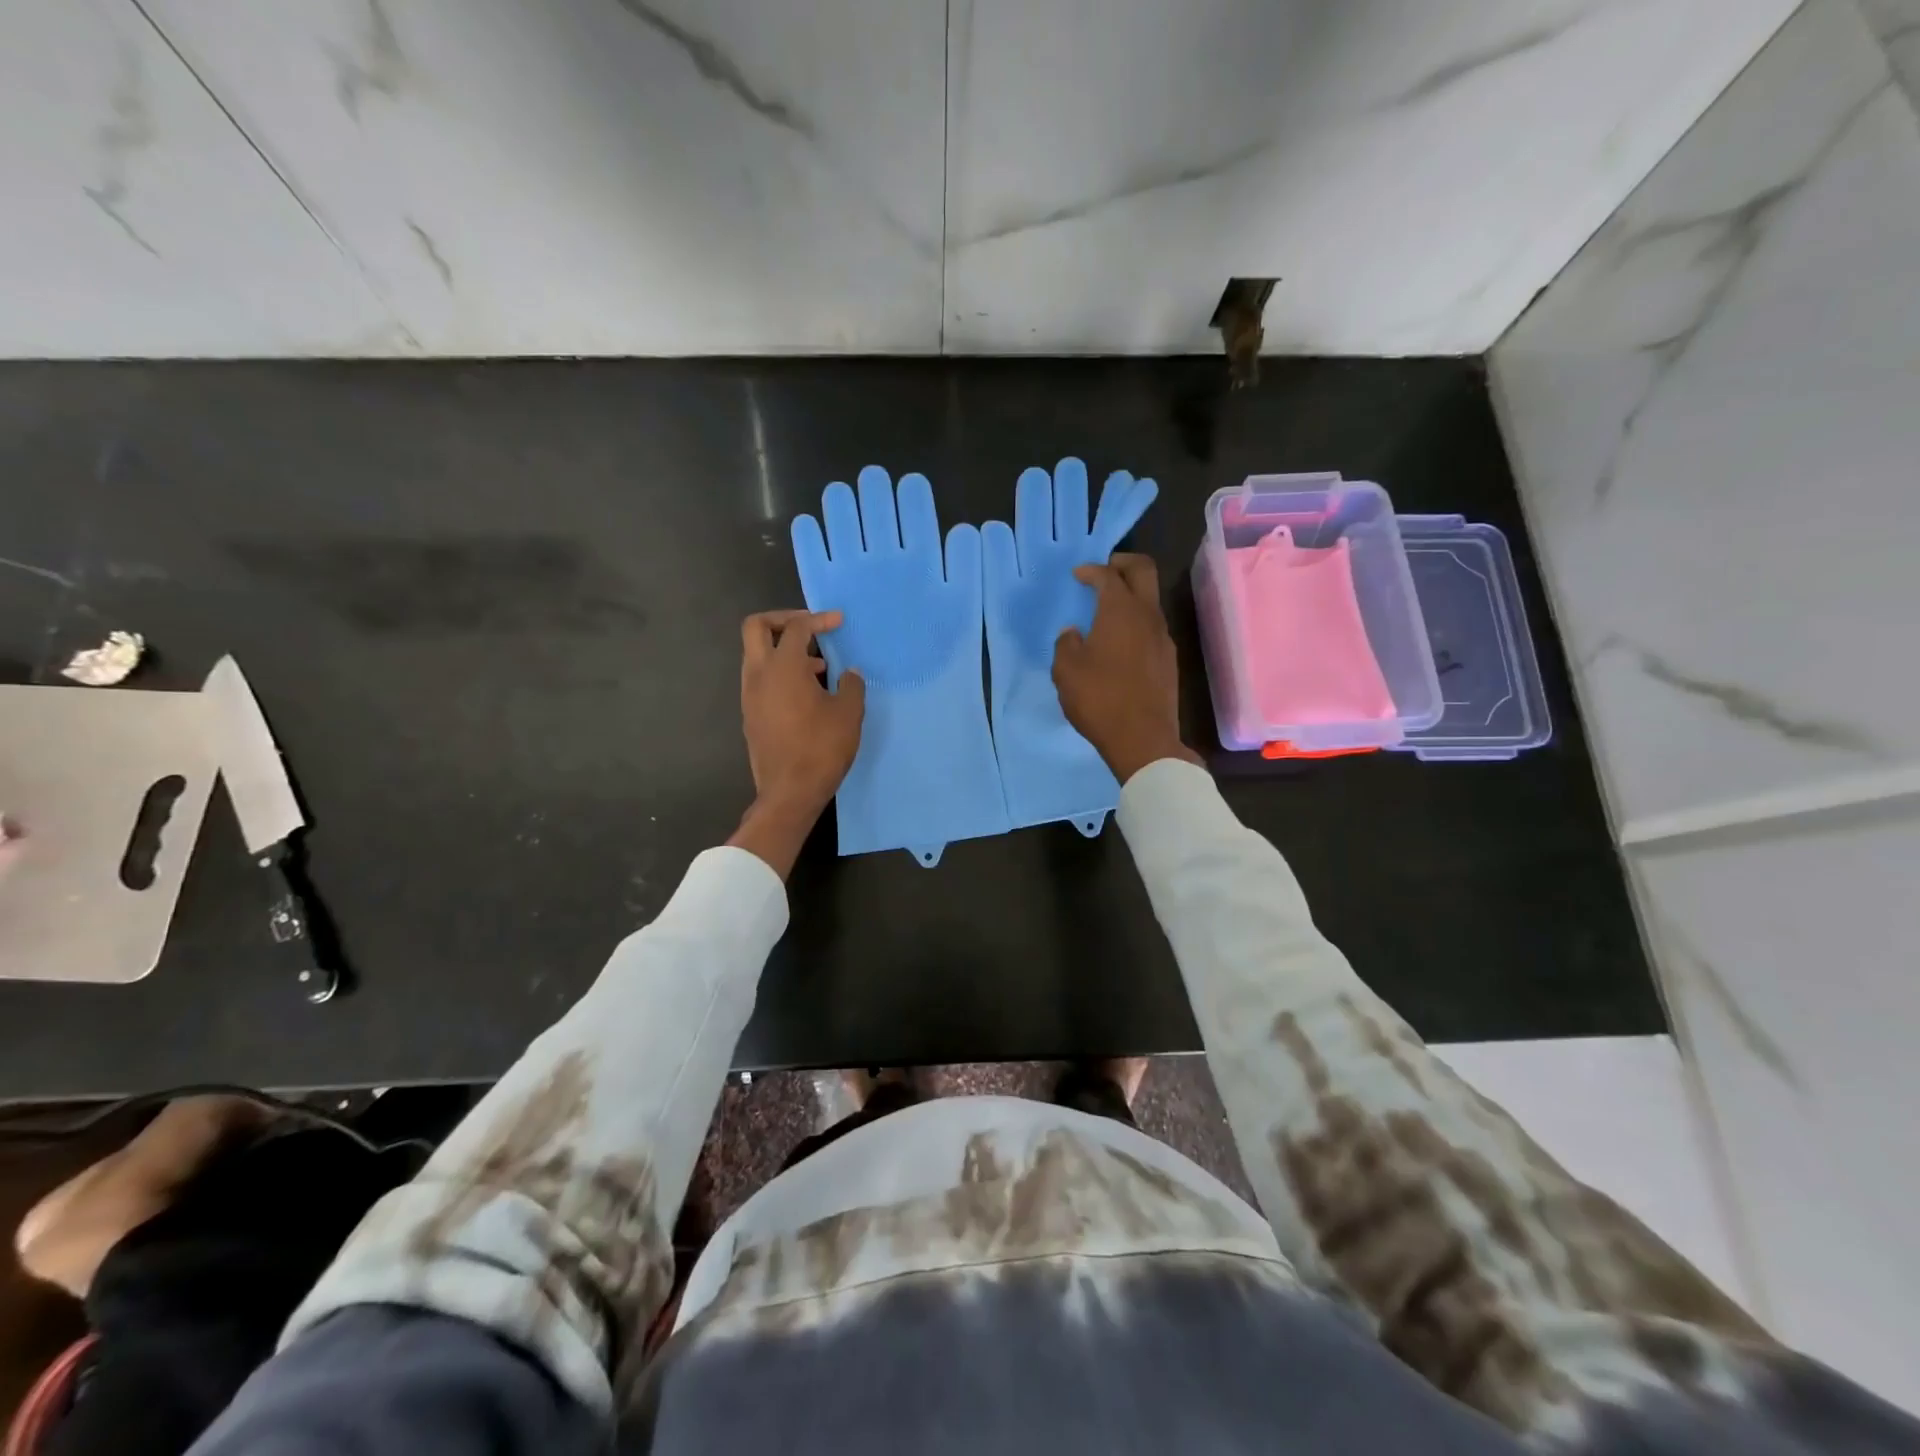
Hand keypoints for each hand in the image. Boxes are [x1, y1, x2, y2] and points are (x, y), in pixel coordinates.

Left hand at [733, 610, 864, 876]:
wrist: (789, 792)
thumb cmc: (821, 749)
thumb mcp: (849, 714)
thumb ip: (851, 685)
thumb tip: (849, 673)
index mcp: (783, 667)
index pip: (797, 628)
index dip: (819, 620)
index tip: (839, 622)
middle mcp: (758, 675)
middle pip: (757, 627)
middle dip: (784, 620)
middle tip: (812, 628)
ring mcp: (750, 695)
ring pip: (757, 654)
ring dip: (784, 650)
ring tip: (819, 667)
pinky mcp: (751, 714)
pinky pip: (761, 679)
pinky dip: (781, 672)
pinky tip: (808, 693)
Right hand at [1052, 554, 1200, 784]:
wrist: (1143, 739)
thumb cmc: (1099, 699)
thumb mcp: (1066, 671)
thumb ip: (1066, 644)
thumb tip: (1073, 633)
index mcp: (1120, 611)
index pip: (1108, 575)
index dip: (1091, 570)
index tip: (1078, 575)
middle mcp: (1148, 616)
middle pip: (1143, 572)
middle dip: (1123, 564)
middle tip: (1104, 571)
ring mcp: (1163, 638)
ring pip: (1150, 601)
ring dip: (1131, 597)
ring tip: (1107, 611)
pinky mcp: (1169, 660)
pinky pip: (1152, 627)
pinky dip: (1136, 622)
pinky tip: (1119, 643)